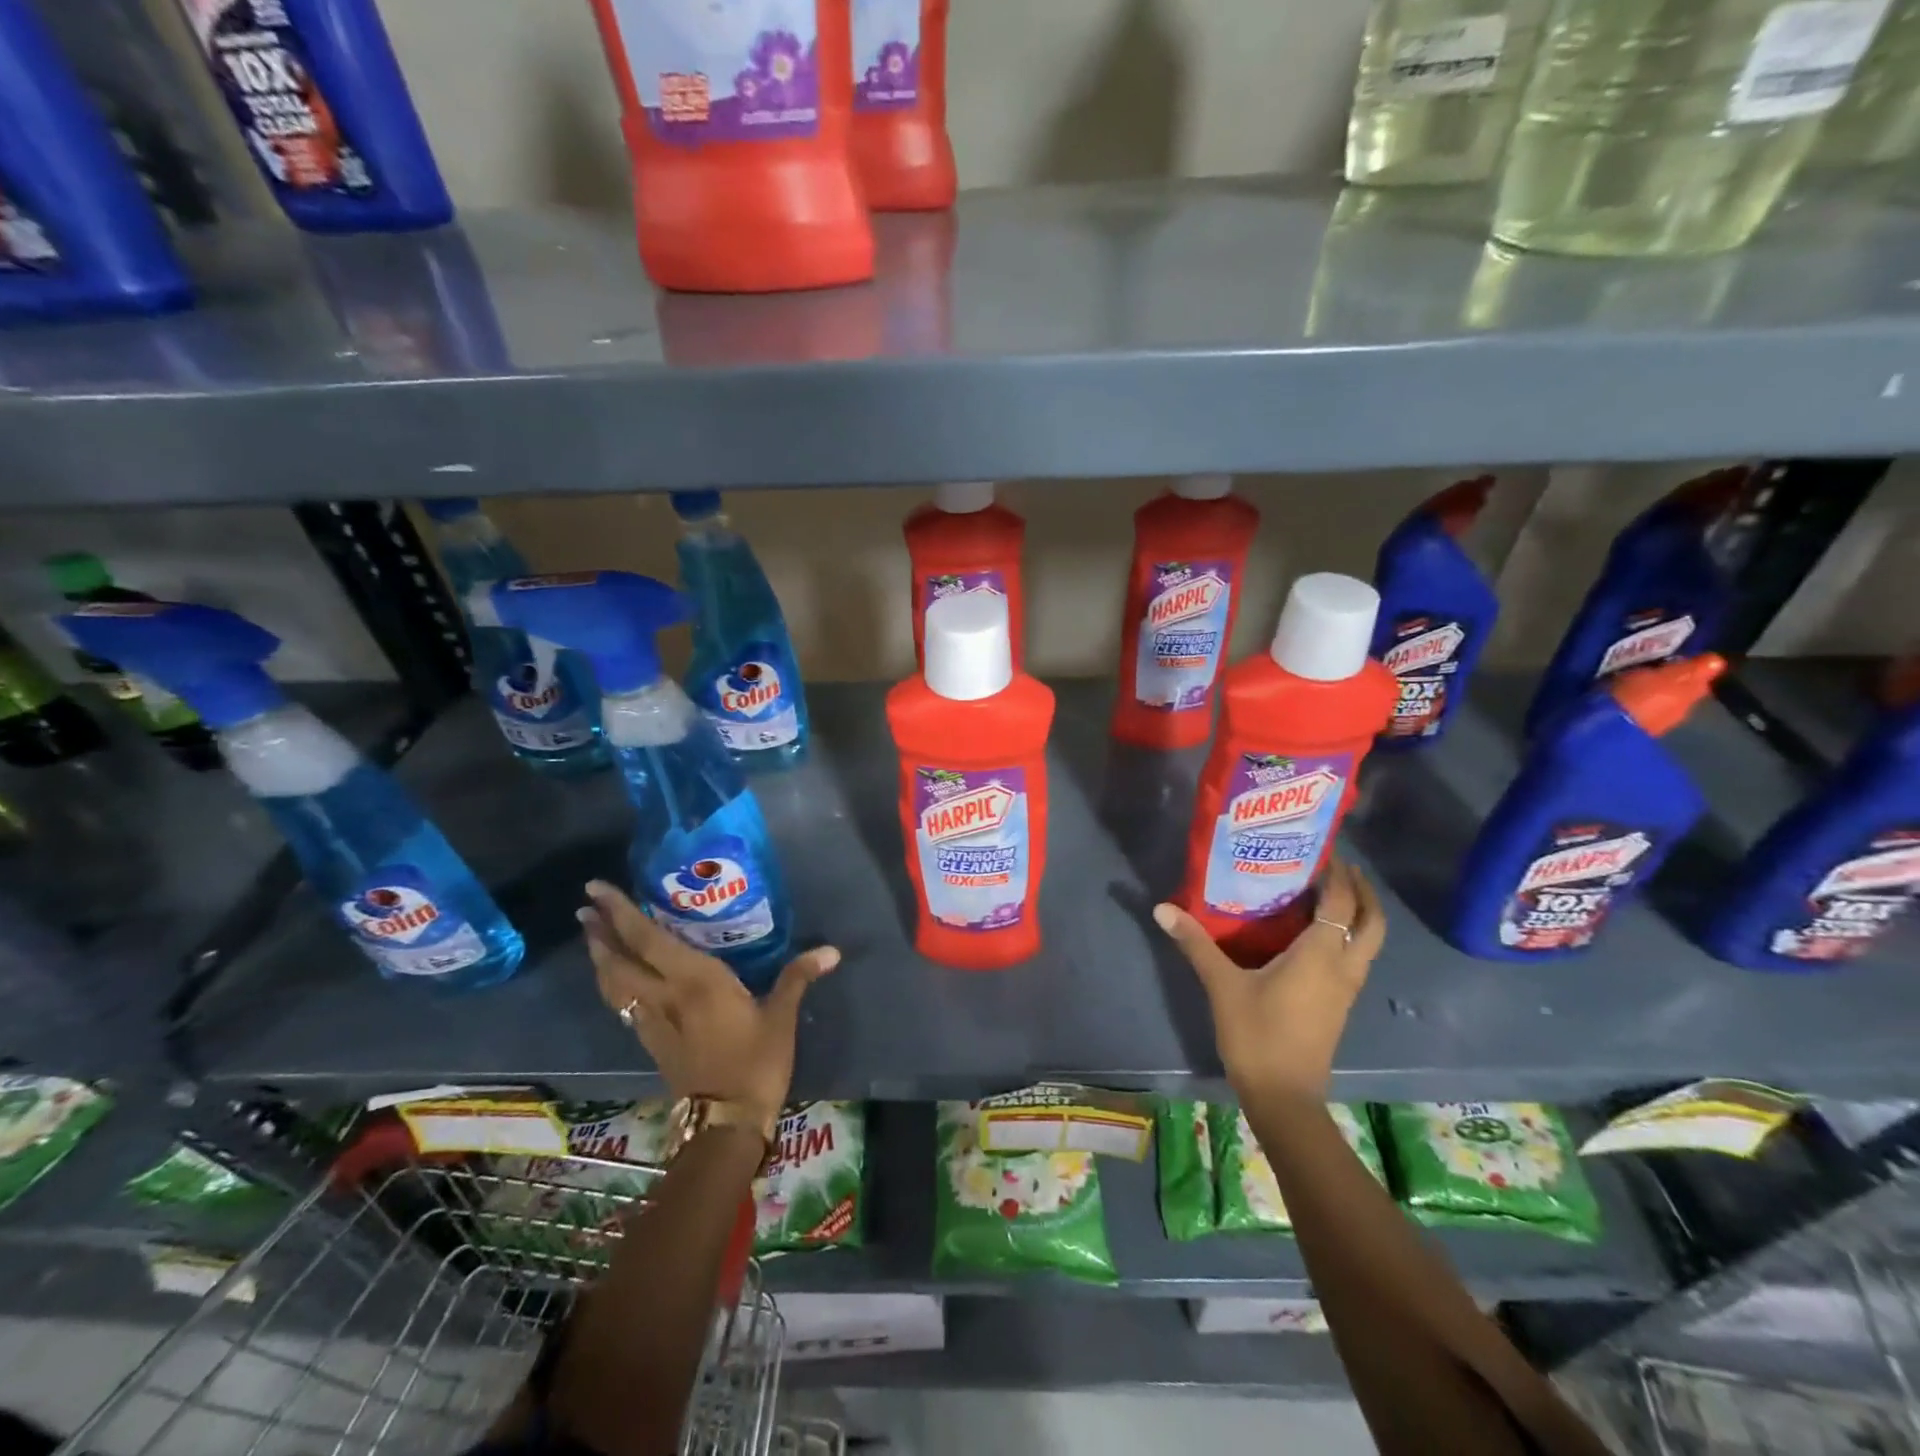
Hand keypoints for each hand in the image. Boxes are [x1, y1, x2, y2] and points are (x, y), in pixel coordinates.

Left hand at [579, 880, 839, 1130]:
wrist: (725, 1122)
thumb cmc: (756, 1062)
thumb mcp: (780, 1017)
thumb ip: (798, 977)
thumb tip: (831, 951)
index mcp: (694, 981)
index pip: (647, 940)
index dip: (619, 913)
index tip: (596, 890)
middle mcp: (665, 996)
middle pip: (619, 960)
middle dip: (599, 932)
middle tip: (585, 906)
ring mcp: (653, 1021)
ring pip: (614, 984)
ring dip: (600, 957)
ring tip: (592, 936)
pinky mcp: (652, 1042)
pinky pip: (623, 1003)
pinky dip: (614, 983)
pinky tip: (619, 979)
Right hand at [1153, 858, 1384, 1103]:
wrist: (1284, 1096)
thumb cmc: (1257, 1035)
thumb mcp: (1222, 986)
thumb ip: (1196, 943)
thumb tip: (1162, 908)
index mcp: (1320, 956)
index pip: (1340, 904)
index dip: (1338, 876)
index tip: (1323, 851)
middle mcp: (1343, 967)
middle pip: (1372, 922)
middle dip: (1363, 891)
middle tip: (1339, 867)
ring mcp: (1346, 989)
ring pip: (1369, 942)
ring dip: (1359, 914)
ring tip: (1330, 893)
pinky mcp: (1340, 1004)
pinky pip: (1356, 957)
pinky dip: (1347, 936)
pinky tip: (1317, 935)